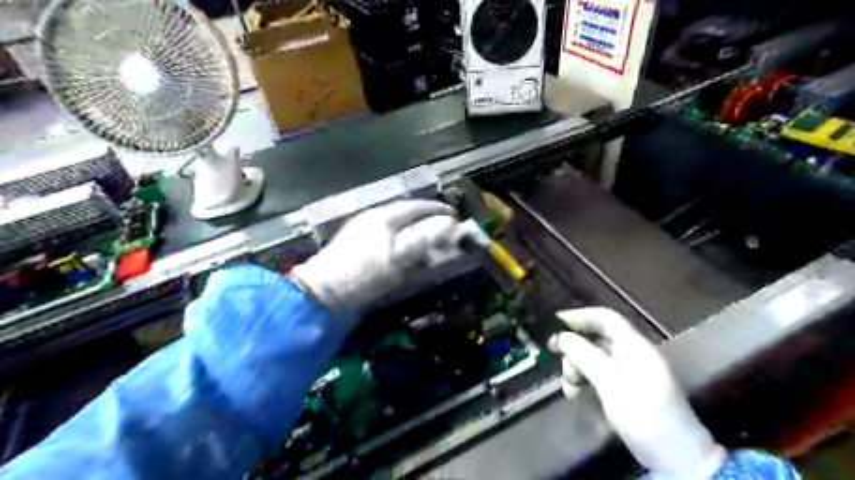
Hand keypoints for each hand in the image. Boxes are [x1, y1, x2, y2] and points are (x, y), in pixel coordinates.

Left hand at [290, 199, 469, 310]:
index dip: (437, 210)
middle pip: (404, 212)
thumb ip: (425, 238)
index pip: (416, 206)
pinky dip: (398, 238)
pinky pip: (384, 233)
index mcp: (384, 216)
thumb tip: (450, 223)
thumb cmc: (365, 273)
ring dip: (411, 228)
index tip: (453, 215)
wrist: (325, 292)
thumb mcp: (399, 257)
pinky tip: (401, 249)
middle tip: (442, 227)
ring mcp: (360, 229)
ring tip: (425, 239)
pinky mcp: (354, 243)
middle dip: (425, 218)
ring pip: (393, 223)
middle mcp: (372, 217)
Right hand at [552, 307, 722, 479]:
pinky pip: (598, 376)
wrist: (676, 459)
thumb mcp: (610, 382)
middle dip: (574, 347)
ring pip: (593, 358)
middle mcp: (631, 354)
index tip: (553, 324)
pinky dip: (584, 381)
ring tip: (570, 385)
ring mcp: (628, 373)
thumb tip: (560, 336)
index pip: (605, 318)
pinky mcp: (624, 390)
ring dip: (576, 366)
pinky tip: (575, 394)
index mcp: (635, 346)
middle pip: (596, 338)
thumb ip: (583, 355)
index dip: (579, 316)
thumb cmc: (644, 414)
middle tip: (557, 359)